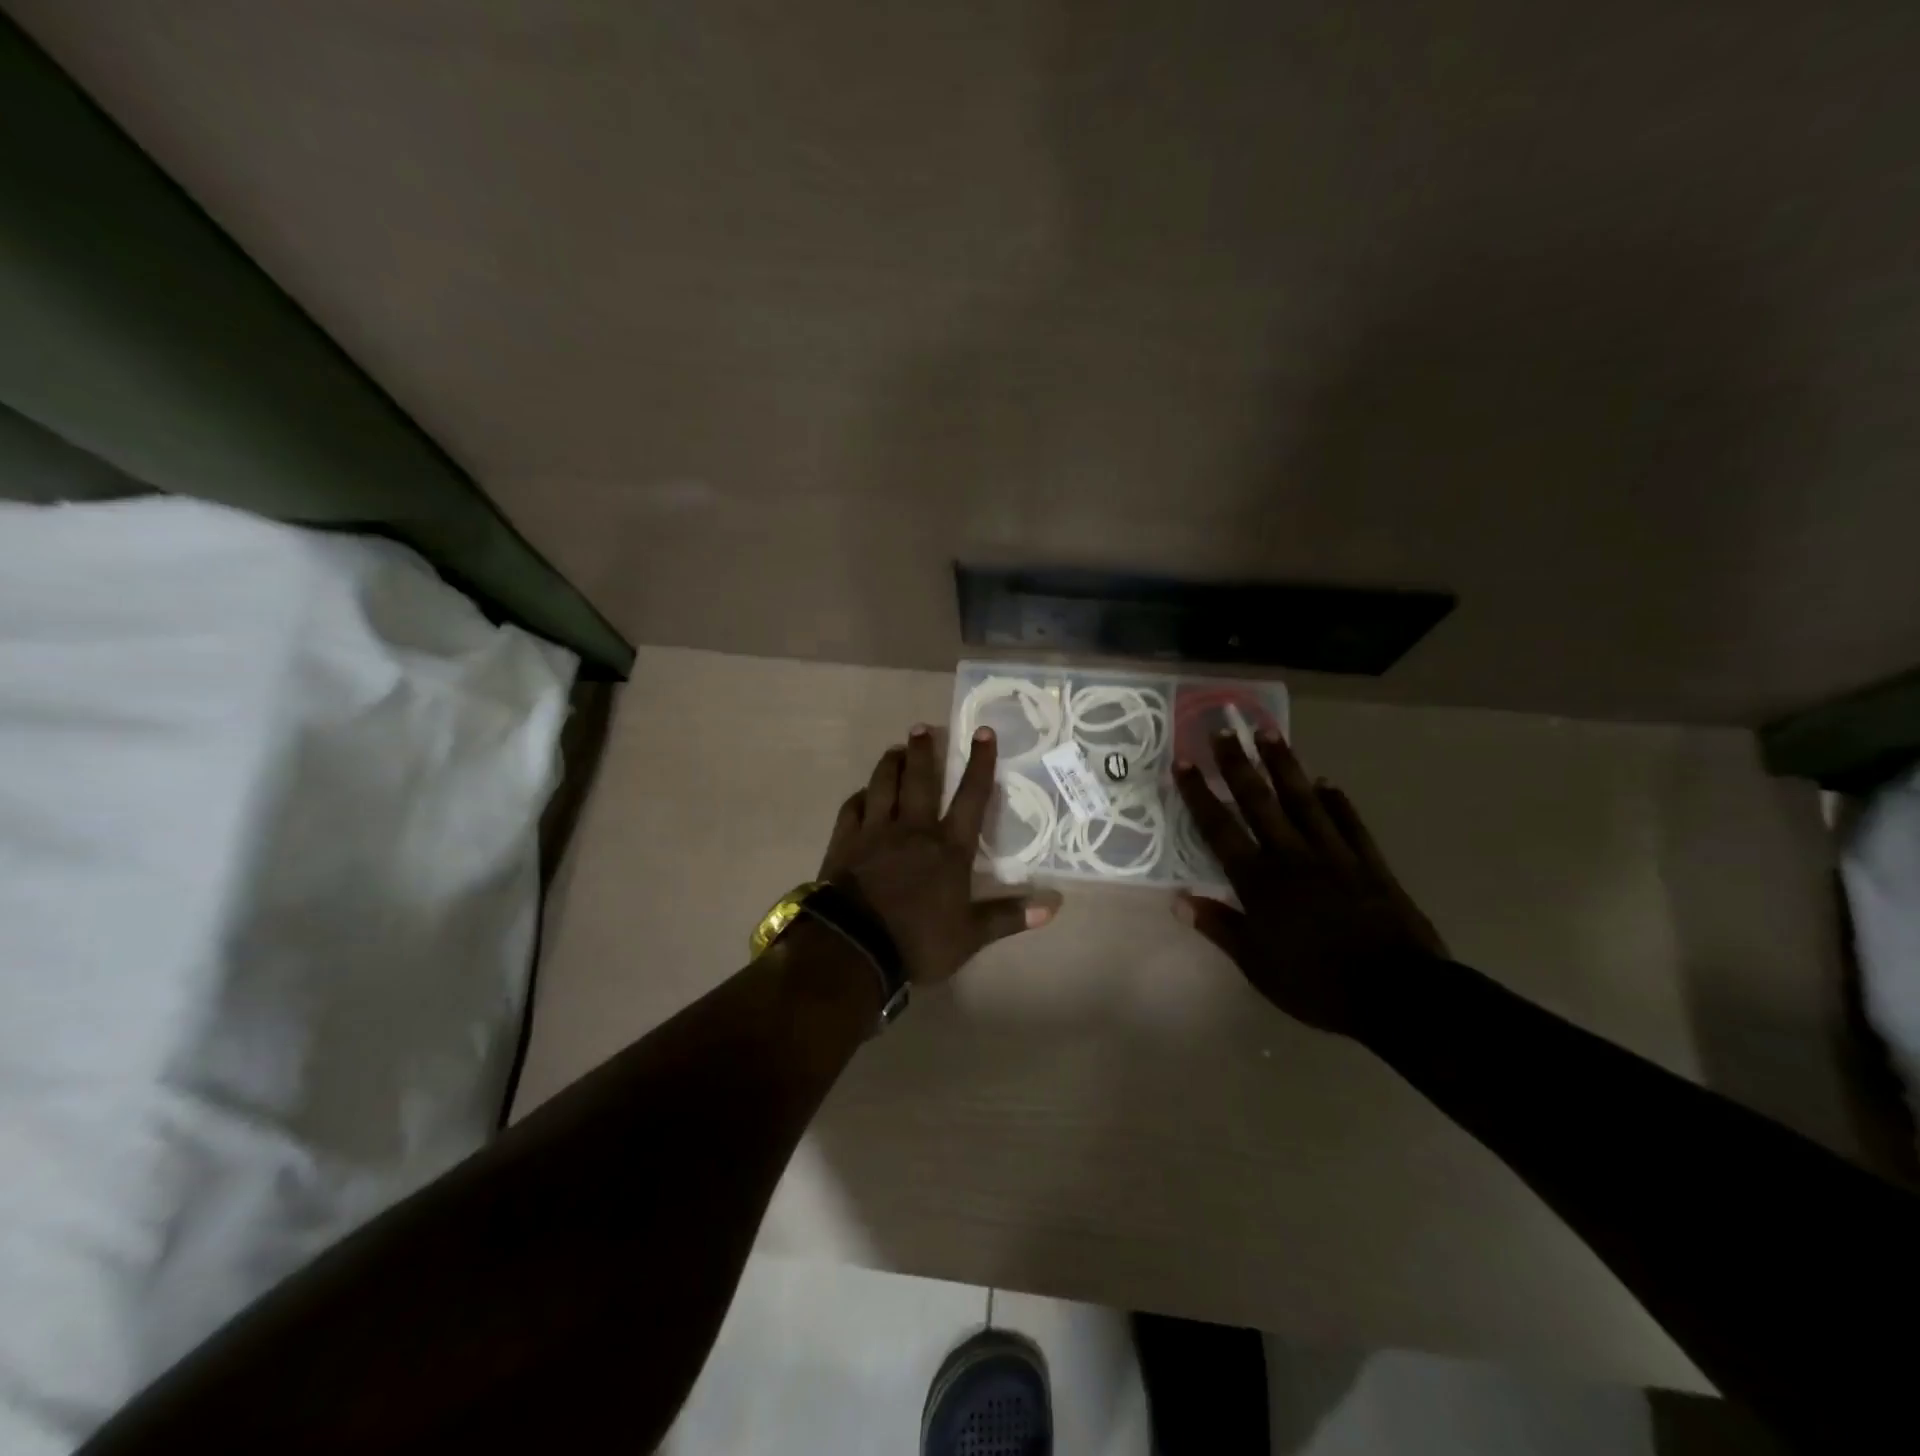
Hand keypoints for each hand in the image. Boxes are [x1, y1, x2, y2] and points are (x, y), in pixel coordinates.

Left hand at [819, 724, 1058, 984]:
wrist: (854, 947)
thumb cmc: (917, 940)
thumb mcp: (970, 935)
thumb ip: (1010, 916)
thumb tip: (1056, 904)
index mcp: (948, 847)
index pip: (971, 797)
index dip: (980, 763)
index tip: (983, 732)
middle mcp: (913, 829)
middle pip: (919, 780)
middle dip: (923, 751)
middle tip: (922, 728)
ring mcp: (875, 832)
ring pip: (882, 785)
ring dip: (889, 764)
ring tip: (894, 749)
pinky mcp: (845, 841)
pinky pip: (852, 808)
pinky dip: (860, 797)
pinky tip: (862, 793)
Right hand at [1172, 728, 1445, 1036]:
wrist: (1397, 993)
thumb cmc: (1316, 983)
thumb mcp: (1256, 965)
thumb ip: (1220, 927)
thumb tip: (1180, 899)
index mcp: (1259, 881)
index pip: (1220, 829)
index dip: (1199, 794)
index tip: (1184, 762)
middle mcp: (1291, 856)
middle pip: (1259, 802)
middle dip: (1237, 764)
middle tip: (1223, 728)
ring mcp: (1334, 855)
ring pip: (1303, 801)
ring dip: (1283, 766)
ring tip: (1268, 733)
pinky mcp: (1369, 863)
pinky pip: (1349, 824)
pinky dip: (1337, 801)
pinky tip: (1327, 782)